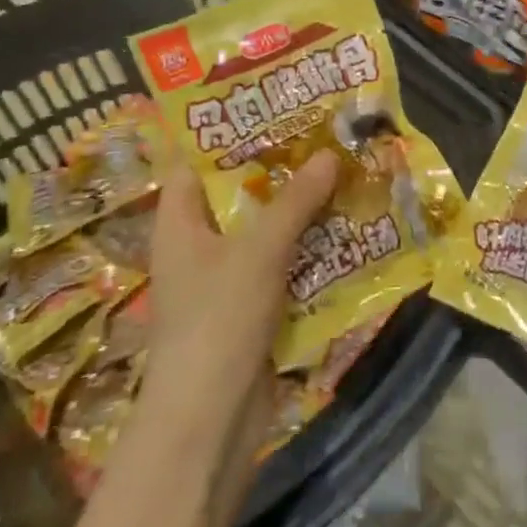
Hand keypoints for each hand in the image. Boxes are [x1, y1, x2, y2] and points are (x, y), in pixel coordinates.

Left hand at [138, 151, 338, 514]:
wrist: (212, 420)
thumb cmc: (219, 321)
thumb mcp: (258, 251)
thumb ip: (295, 201)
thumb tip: (329, 153)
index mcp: (180, 224)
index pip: (197, 164)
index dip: (230, 134)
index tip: (275, 107)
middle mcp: (200, 246)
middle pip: (240, 195)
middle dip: (281, 170)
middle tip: (325, 136)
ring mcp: (227, 280)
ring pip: (267, 230)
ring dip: (302, 209)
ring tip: (344, 172)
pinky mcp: (253, 307)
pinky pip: (284, 264)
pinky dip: (310, 247)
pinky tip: (345, 228)